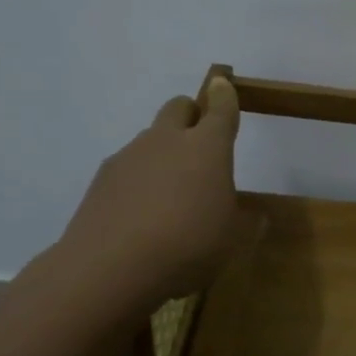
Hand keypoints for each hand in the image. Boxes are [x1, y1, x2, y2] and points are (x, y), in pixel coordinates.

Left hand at [54, 77, 241, 319]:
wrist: (110, 269)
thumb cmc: (189, 245)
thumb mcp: (234, 240)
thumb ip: (247, 222)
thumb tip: (255, 216)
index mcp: (207, 147)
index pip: (220, 109)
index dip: (225, 96)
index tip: (224, 86)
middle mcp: (167, 140)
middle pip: (178, 108)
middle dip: (191, 116)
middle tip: (200, 144)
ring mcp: (128, 157)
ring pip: (149, 139)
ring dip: (163, 153)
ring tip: (169, 195)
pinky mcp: (100, 181)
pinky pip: (127, 169)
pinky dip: (138, 181)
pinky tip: (140, 216)